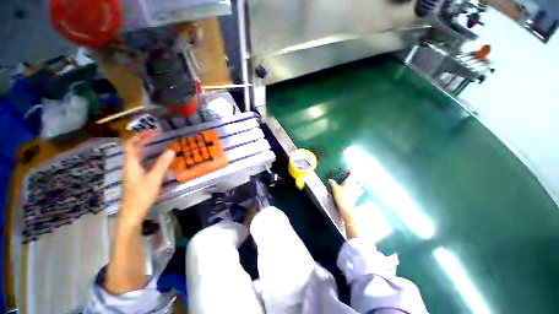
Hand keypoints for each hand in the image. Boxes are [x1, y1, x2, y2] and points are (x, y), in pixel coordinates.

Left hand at [121, 131, 174, 227]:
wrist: (132, 212)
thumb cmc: (142, 195)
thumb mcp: (154, 178)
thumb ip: (162, 164)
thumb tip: (171, 150)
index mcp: (131, 164)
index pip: (130, 145)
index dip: (139, 136)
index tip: (152, 131)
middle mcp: (129, 166)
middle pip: (132, 149)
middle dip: (142, 140)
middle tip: (156, 135)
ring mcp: (132, 172)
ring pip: (135, 156)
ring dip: (144, 147)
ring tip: (155, 143)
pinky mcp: (135, 178)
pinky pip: (139, 162)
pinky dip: (146, 156)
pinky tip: (154, 159)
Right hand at [329, 172, 363, 218]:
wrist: (346, 207)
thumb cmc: (340, 196)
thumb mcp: (335, 189)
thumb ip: (333, 183)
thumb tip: (330, 179)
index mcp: (350, 181)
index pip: (353, 173)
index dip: (351, 170)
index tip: (347, 169)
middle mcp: (355, 184)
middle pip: (357, 178)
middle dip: (355, 175)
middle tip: (350, 175)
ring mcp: (357, 190)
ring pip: (360, 184)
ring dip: (358, 182)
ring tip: (354, 181)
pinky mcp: (357, 195)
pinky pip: (360, 191)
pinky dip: (359, 189)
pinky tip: (356, 190)